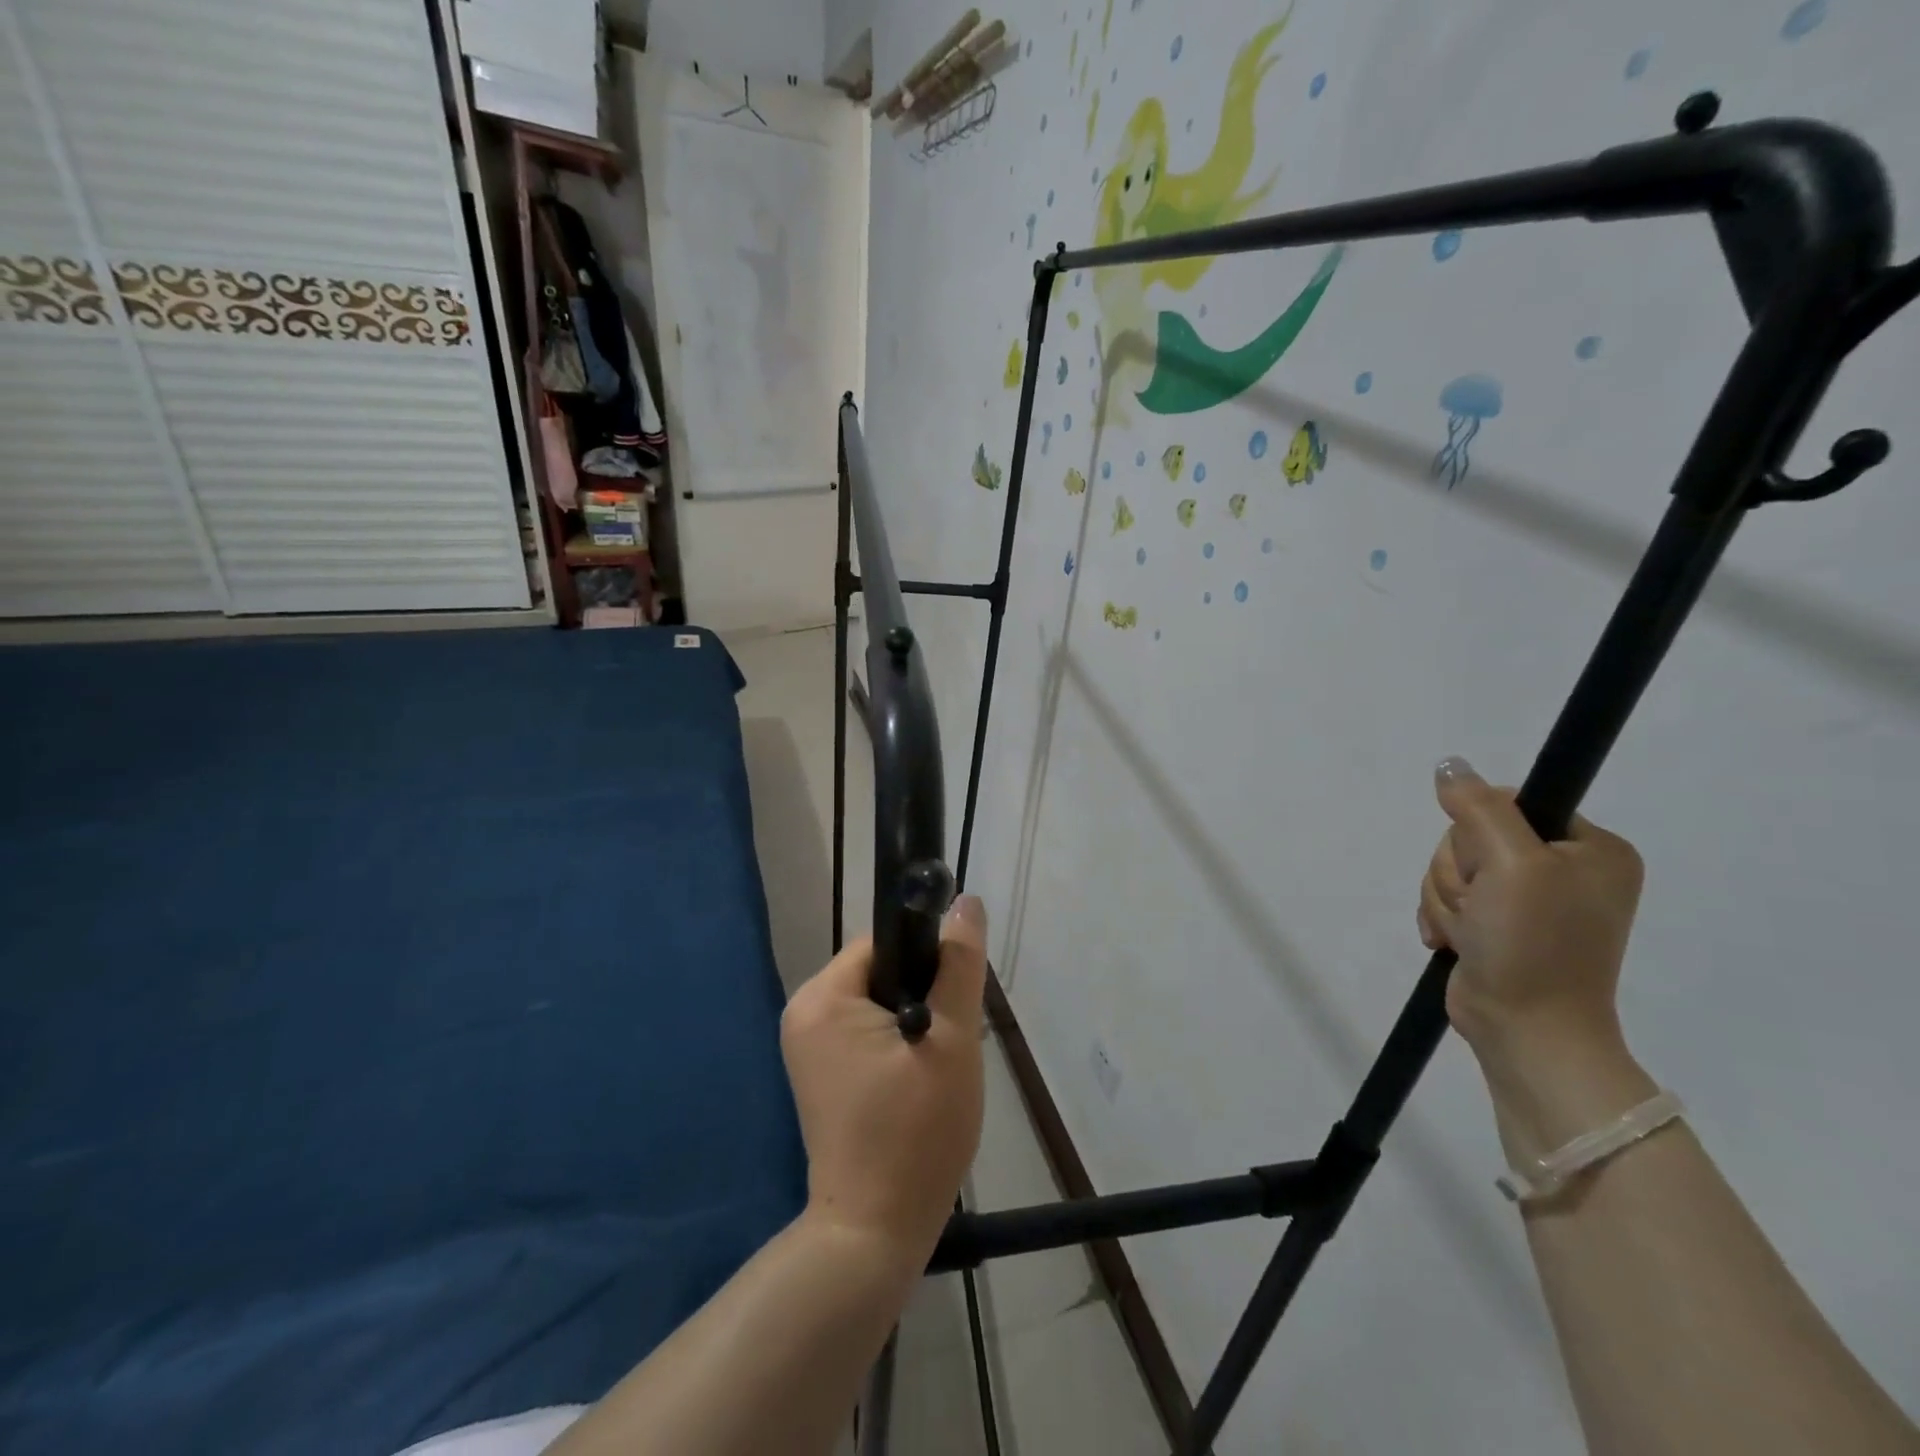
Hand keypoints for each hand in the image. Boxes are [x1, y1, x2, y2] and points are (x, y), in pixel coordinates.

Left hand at [780, 898, 988, 1271]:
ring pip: (880, 1005)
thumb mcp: (951, 1040)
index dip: (929, 962)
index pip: (885, 943)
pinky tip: (923, 1083)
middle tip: (954, 1044)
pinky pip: (868, 1035)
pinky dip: (900, 1046)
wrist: (874, 1234)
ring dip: (918, 1024)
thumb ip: (959, 965)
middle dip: (926, 997)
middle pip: (883, 972)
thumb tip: (966, 902)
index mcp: (823, 997)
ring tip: (942, 1070)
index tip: (956, 1002)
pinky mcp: (821, 1075)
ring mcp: (808, 1047)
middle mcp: (805, 1013)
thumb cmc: (915, 1132)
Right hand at [1416, 757, 1644, 1061]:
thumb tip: (1449, 765)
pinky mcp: (1495, 924)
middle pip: (1470, 837)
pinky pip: (1446, 897)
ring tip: (1472, 934)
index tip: (1492, 869)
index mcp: (1590, 849)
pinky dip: (1442, 918)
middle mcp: (1562, 869)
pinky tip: (1457, 943)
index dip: (1480, 831)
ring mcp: (1527, 900)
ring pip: (1451, 868)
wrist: (1525, 1030)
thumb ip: (1479, 807)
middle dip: (1460, 874)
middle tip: (1482, 909)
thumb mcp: (1512, 864)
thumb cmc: (1534, 944)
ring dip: (1448, 901)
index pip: (1508, 802)